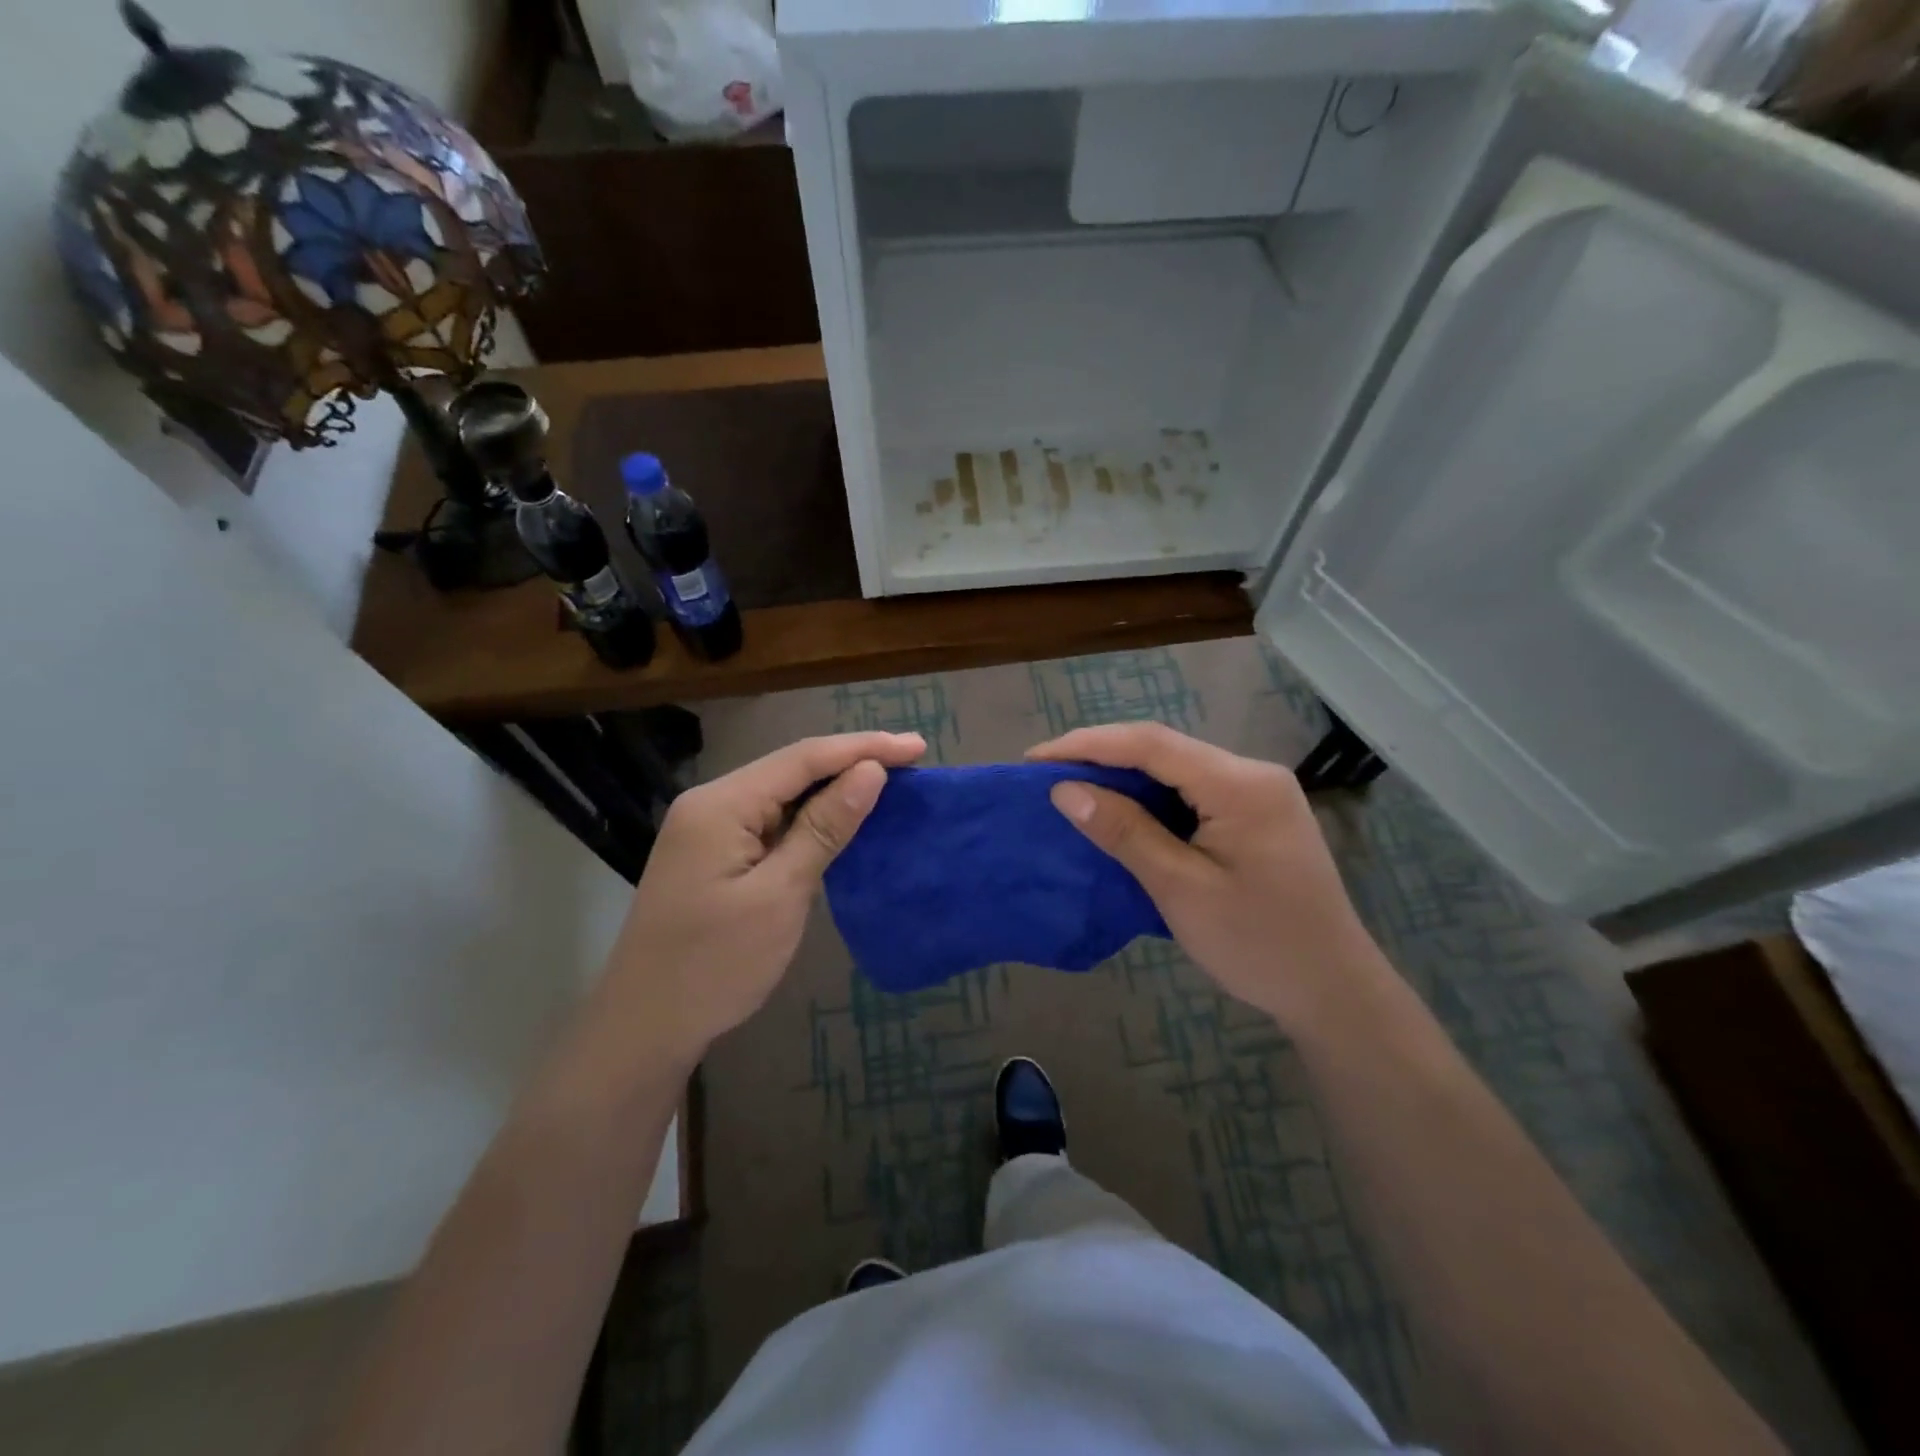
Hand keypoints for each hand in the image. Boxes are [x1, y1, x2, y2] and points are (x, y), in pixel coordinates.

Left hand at [600, 731, 925, 1061]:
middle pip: (792, 768)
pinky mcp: (715, 853)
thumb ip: (824, 828)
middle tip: (912, 760)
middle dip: (853, 760)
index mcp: (721, 804)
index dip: (864, 748)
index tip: (917, 746)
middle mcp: (712, 802)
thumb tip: (870, 772)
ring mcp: (710, 828)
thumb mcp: (780, 895)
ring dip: (834, 787)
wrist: (644, 1027)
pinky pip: (772, 820)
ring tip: (891, 782)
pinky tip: (844, 818)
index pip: (803, 757)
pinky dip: (812, 817)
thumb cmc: (714, 965)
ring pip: (783, 793)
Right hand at [1029, 724, 1390, 1032]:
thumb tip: (1065, 790)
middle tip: (1045, 773)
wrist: (1334, 991)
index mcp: (1240, 784)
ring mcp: (1259, 792)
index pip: (1150, 744)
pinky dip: (1151, 795)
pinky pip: (1193, 790)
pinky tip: (1122, 808)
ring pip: (1176, 767)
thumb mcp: (1181, 889)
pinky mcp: (1257, 814)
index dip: (1087, 745)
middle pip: (1163, 748)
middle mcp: (1252, 773)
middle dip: (1101, 755)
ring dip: (1124, 774)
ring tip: (1072, 786)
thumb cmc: (1257, 944)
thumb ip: (1125, 832)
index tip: (1034, 759)